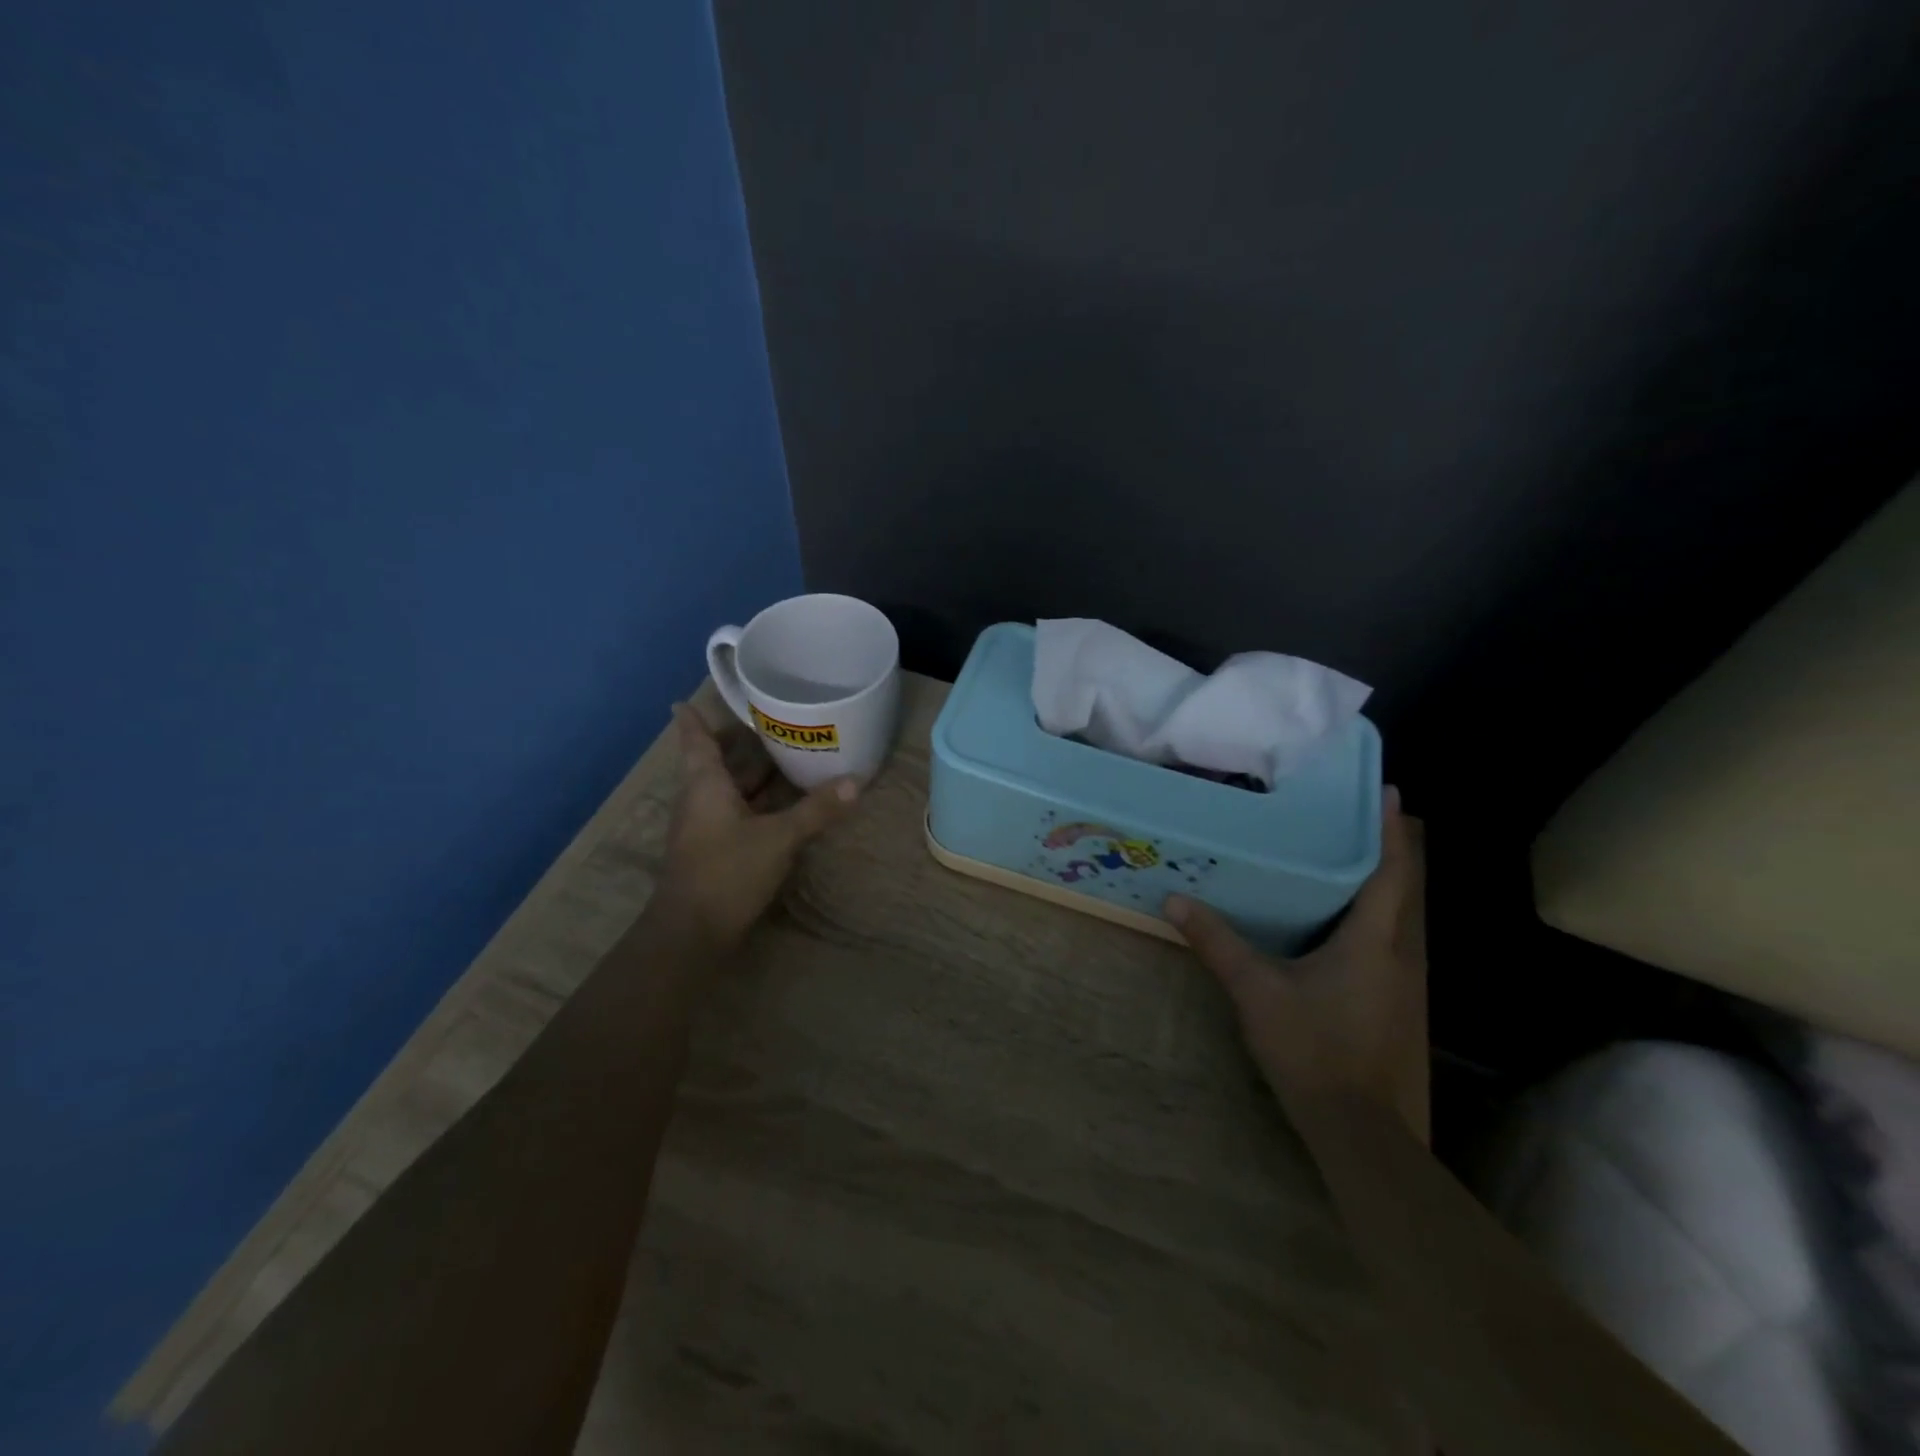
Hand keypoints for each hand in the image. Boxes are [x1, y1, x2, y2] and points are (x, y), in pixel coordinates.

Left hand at [658, 703, 859, 950]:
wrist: (691, 933)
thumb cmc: (726, 871)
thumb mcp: (778, 838)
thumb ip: (816, 810)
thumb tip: (855, 781)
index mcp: (706, 784)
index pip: (695, 740)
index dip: (692, 719)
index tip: (686, 699)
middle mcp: (701, 800)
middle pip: (717, 762)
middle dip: (740, 743)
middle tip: (770, 722)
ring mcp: (706, 828)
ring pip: (730, 789)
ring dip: (753, 773)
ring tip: (785, 754)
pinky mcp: (716, 851)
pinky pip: (738, 812)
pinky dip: (758, 801)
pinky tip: (784, 802)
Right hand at [1167, 788, 1427, 1138]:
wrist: (1354, 1127)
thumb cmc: (1311, 1047)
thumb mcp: (1256, 990)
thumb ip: (1217, 943)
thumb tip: (1175, 901)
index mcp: (1371, 942)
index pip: (1388, 873)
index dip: (1390, 831)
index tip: (1389, 791)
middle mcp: (1393, 954)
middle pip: (1392, 890)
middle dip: (1376, 850)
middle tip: (1344, 815)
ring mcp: (1393, 982)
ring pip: (1384, 919)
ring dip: (1365, 885)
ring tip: (1328, 856)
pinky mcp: (1383, 1003)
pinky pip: (1374, 944)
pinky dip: (1356, 919)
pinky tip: (1323, 921)